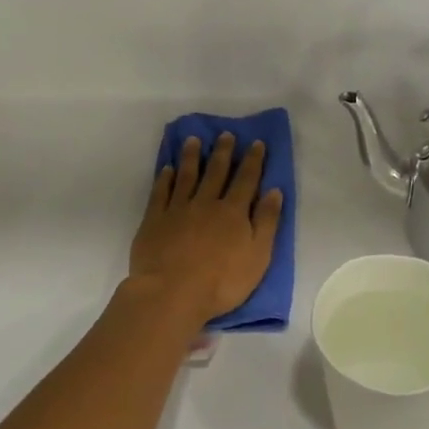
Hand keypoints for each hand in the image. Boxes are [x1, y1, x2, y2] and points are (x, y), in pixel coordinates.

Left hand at [130, 133, 283, 326]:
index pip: (246, 180)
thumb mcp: (258, 256)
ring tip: (194, 140)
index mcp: (233, 212)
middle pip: (216, 172)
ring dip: (192, 157)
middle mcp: (206, 203)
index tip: (256, 143)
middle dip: (223, 152)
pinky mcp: (154, 220)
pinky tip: (167, 169)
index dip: (253, 160)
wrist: (172, 293)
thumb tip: (274, 191)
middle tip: (226, 134)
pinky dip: (165, 178)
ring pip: (187, 176)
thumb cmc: (222, 281)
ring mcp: (178, 209)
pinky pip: (161, 192)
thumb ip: (266, 222)